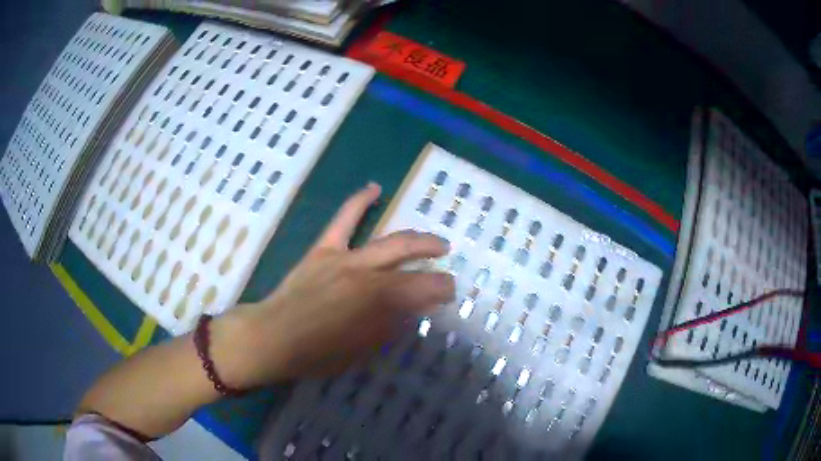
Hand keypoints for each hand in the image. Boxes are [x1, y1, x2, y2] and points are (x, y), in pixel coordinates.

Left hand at [214, 183, 454, 388]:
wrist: (274, 337)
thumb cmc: (318, 353)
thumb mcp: (362, 350)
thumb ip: (389, 327)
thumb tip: (412, 310)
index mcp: (377, 302)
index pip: (422, 288)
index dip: (441, 288)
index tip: (449, 292)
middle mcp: (366, 274)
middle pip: (409, 258)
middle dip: (434, 259)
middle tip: (446, 265)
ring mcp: (344, 258)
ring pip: (388, 241)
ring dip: (416, 239)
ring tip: (435, 241)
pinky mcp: (323, 250)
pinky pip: (343, 220)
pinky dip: (359, 202)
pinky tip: (374, 188)